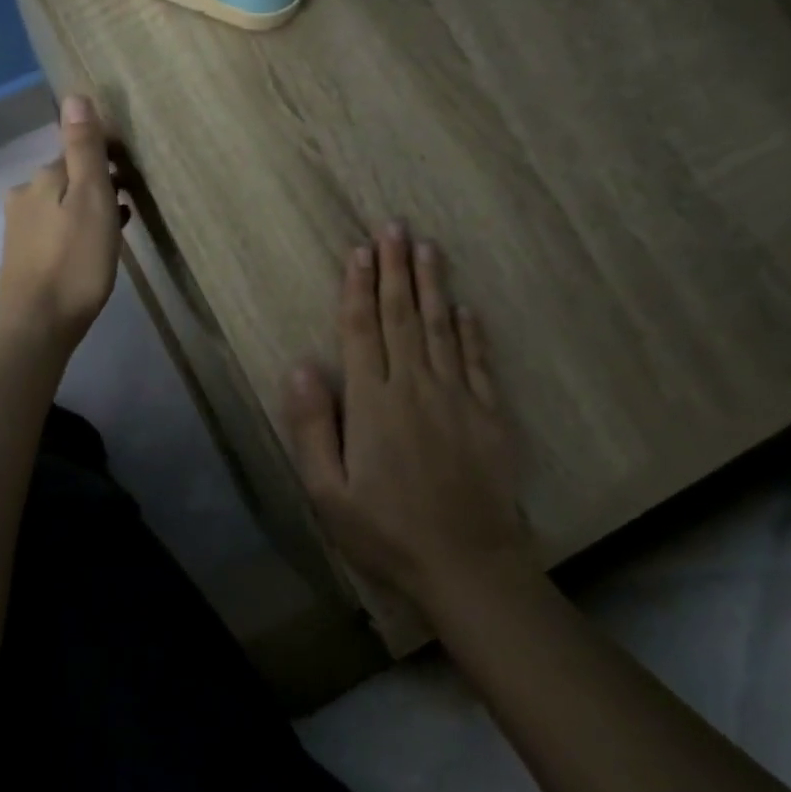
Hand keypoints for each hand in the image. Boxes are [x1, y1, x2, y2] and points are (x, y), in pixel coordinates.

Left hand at [0, 96, 125, 350]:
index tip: (132, 173)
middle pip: (68, 179)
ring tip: (120, 224)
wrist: (38, 324)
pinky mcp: (24, 258)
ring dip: (88, 208)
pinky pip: (57, 230)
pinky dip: (77, 230)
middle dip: (97, 184)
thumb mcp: (90, 199)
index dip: (106, 159)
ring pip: (62, 206)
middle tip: (130, 200)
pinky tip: (94, 246)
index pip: (77, 152)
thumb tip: (74, 95)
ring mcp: (20, 229)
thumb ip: (83, 149)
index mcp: (42, 178)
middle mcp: (24, 196)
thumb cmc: (74, 261)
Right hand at [282, 223, 538, 611]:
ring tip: (427, 247)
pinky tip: (465, 307)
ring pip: (440, 328)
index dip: (358, 288)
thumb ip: (312, 425)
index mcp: (372, 403)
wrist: (468, 564)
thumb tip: (301, 365)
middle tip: (393, 226)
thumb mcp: (327, 491)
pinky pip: (477, 360)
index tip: (359, 251)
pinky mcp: (489, 415)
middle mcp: (414, 387)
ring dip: (432, 285)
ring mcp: (456, 397)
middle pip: (401, 316)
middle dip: (394, 269)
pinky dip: (470, 331)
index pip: (361, 331)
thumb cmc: (386, 531)